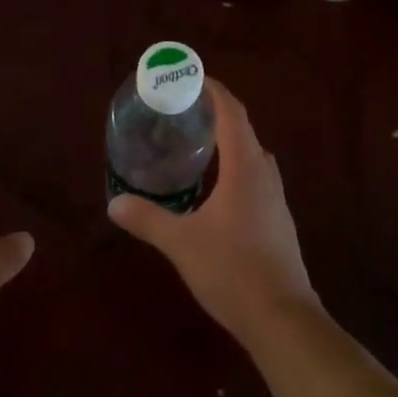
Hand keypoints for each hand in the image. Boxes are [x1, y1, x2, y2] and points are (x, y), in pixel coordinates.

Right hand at [107, 80, 317, 349]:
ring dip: (227, 141)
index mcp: (245, 167)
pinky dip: (235, 166)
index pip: (232, 113)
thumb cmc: (232, 271)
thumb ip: (148, 219)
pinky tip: (215, 187)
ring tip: (196, 143)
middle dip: (216, 113)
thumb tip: (114, 203)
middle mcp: (265, 174)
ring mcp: (276, 198)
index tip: (191, 77)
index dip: (214, 90)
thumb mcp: (182, 243)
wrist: (283, 319)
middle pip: (243, 129)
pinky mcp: (278, 220)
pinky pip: (255, 176)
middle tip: (183, 110)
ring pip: (251, 154)